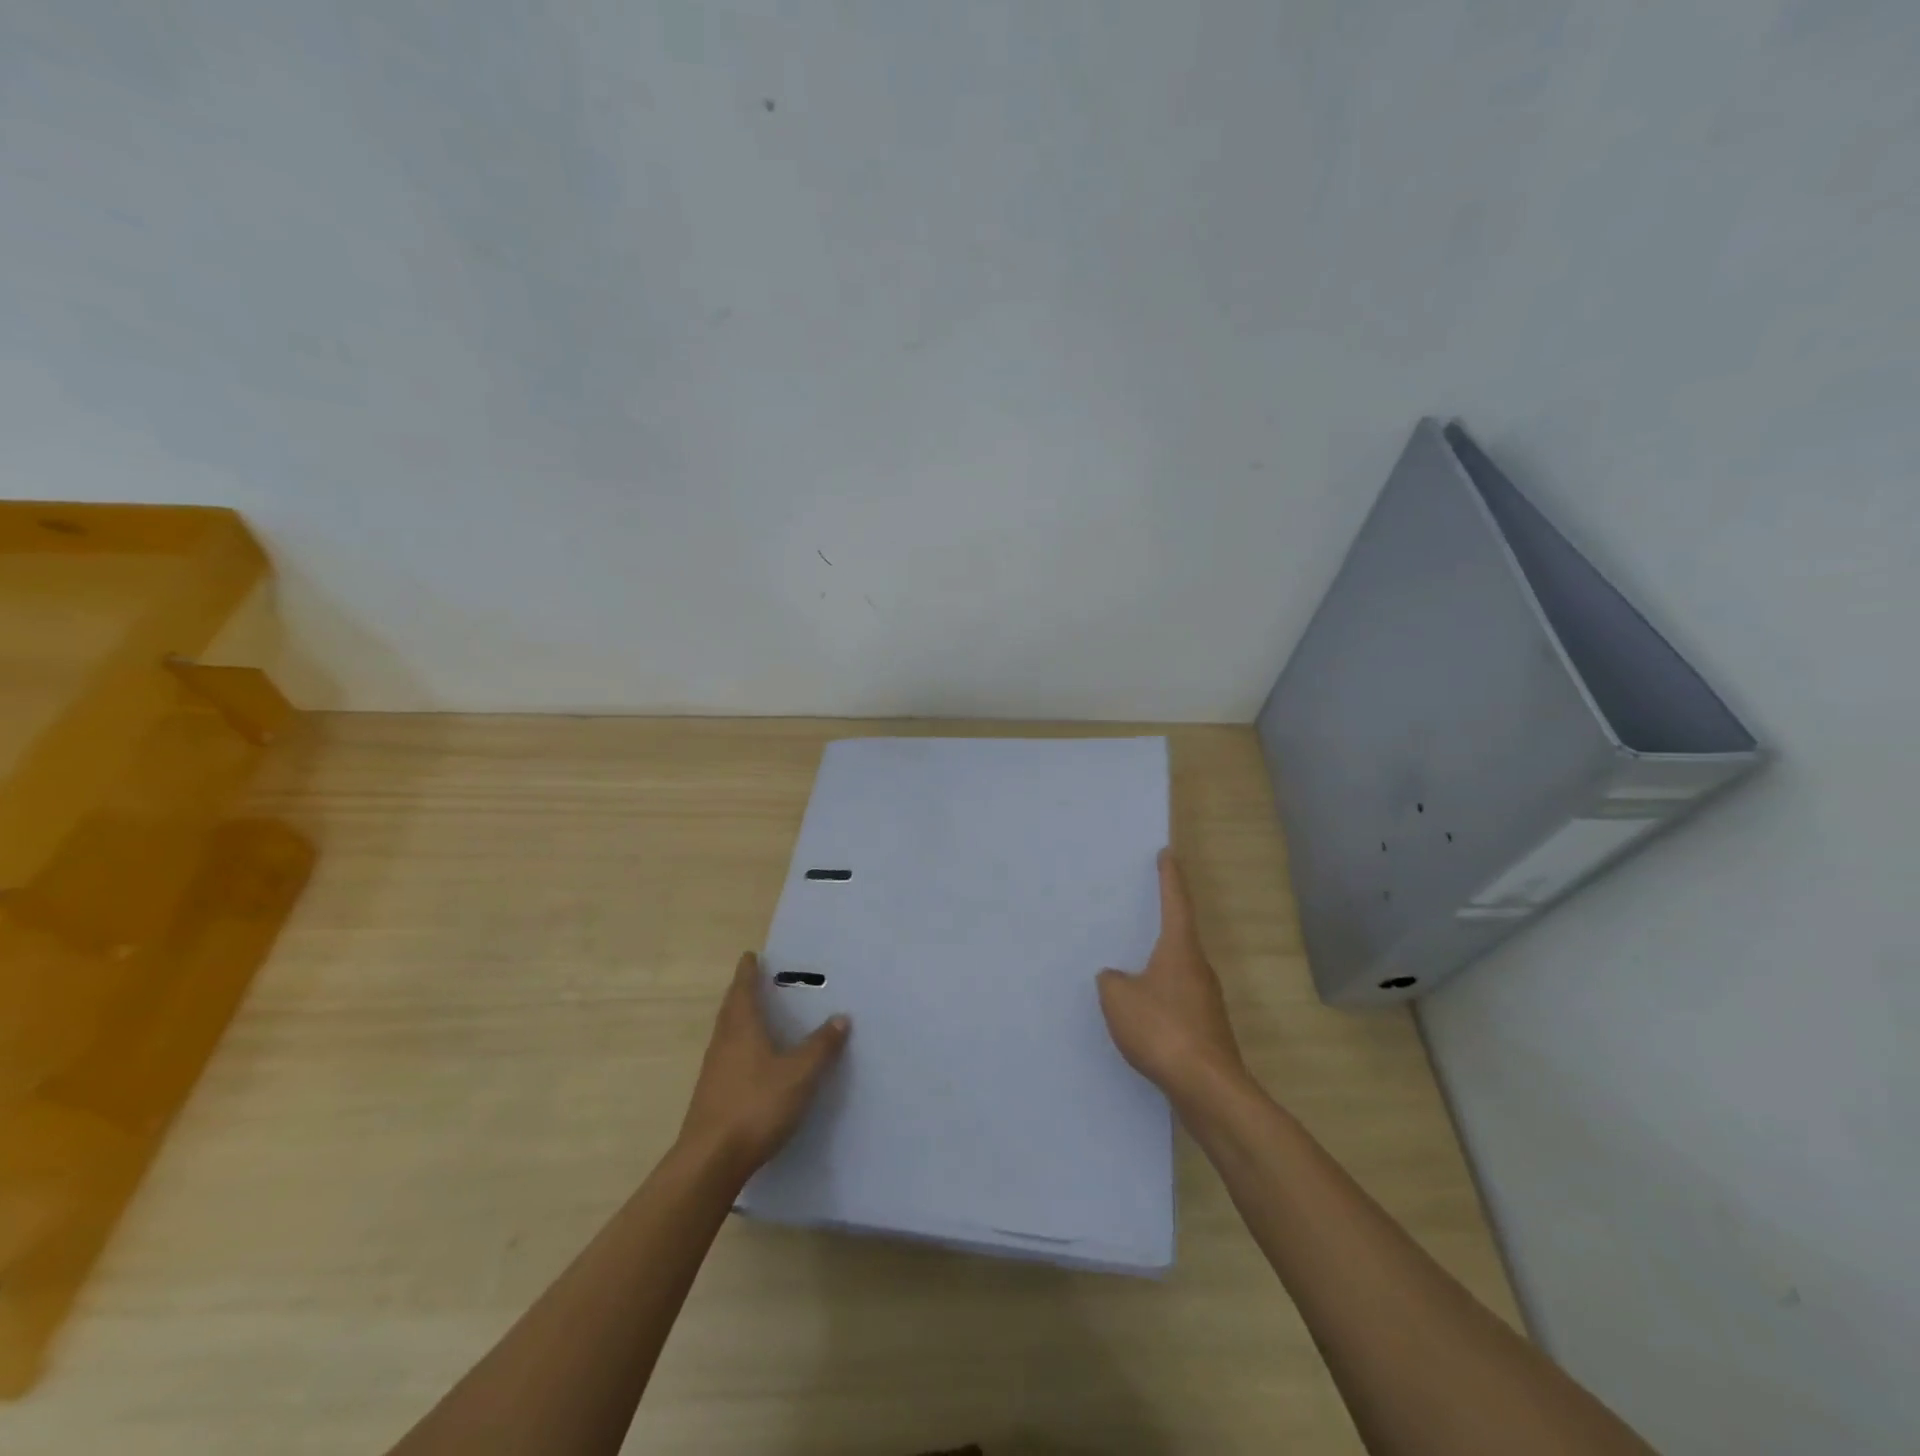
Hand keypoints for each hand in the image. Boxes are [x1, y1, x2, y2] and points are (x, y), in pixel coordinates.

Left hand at [679, 952, 848, 1177]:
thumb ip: (821, 1046)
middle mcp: (724, 1042)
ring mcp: (713, 1070)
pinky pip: (726, 1057)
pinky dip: (738, 1046)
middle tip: (753, 980)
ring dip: (738, 1019)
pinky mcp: (711, 1095)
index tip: (750, 956)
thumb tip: (841, 1017)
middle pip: (731, 1009)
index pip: (743, 989)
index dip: (748, 972)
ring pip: (726, 1033)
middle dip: (741, 992)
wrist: (710, 1160)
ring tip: (754, 1015)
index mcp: (742, 1028)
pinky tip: (751, 1061)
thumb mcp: (800, 1074)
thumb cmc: (756, 1105)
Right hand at [1098, 850, 1244, 1100]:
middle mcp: (1199, 969)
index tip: (1167, 854)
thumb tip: (1116, 979)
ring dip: (1158, 967)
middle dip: (1163, 923)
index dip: (1170, 877)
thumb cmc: (1162, 1029)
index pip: (1176, 902)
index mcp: (1180, 950)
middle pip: (1180, 937)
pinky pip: (1176, 1001)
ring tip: (1132, 967)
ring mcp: (1206, 1002)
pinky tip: (1141, 1014)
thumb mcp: (1119, 998)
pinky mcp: (1205, 1030)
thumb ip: (1111, 981)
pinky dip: (1159, 998)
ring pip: (1177, 972)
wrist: (1207, 1088)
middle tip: (1143, 910)